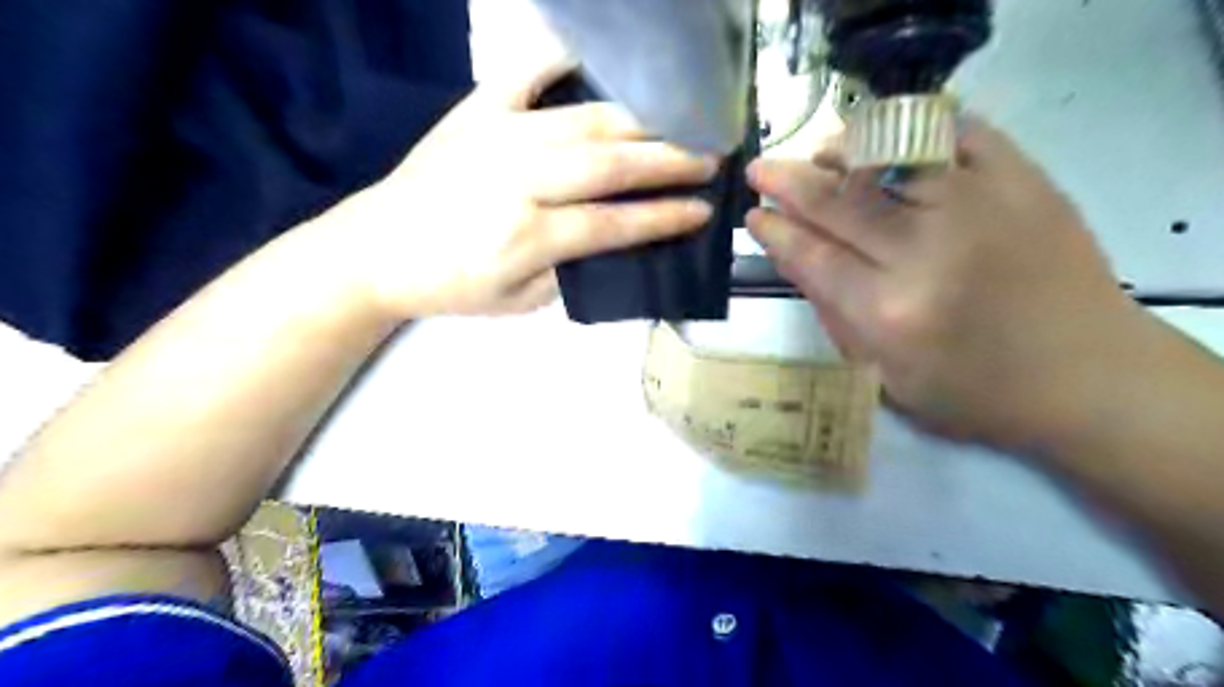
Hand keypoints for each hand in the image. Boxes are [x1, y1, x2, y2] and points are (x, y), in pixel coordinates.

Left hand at [313, 60, 718, 318]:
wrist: (376, 249)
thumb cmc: (450, 286)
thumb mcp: (516, 303)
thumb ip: (568, 273)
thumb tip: (611, 242)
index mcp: (529, 237)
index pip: (614, 224)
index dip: (663, 218)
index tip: (703, 210)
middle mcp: (521, 180)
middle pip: (610, 165)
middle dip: (669, 160)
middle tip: (709, 157)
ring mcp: (498, 136)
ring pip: (584, 121)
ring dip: (640, 120)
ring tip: (678, 119)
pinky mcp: (475, 110)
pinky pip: (523, 72)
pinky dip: (561, 56)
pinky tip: (596, 54)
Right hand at [747, 116, 1157, 447]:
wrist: (1089, 378)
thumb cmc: (975, 393)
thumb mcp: (885, 376)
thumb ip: (834, 315)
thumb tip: (795, 256)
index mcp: (890, 312)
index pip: (811, 255)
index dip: (774, 230)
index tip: (752, 214)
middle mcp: (927, 251)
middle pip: (839, 201)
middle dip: (788, 180)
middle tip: (761, 170)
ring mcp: (980, 205)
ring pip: (889, 154)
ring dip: (842, 150)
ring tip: (820, 153)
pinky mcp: (1024, 180)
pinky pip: (957, 131)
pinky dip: (913, 128)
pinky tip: (888, 140)